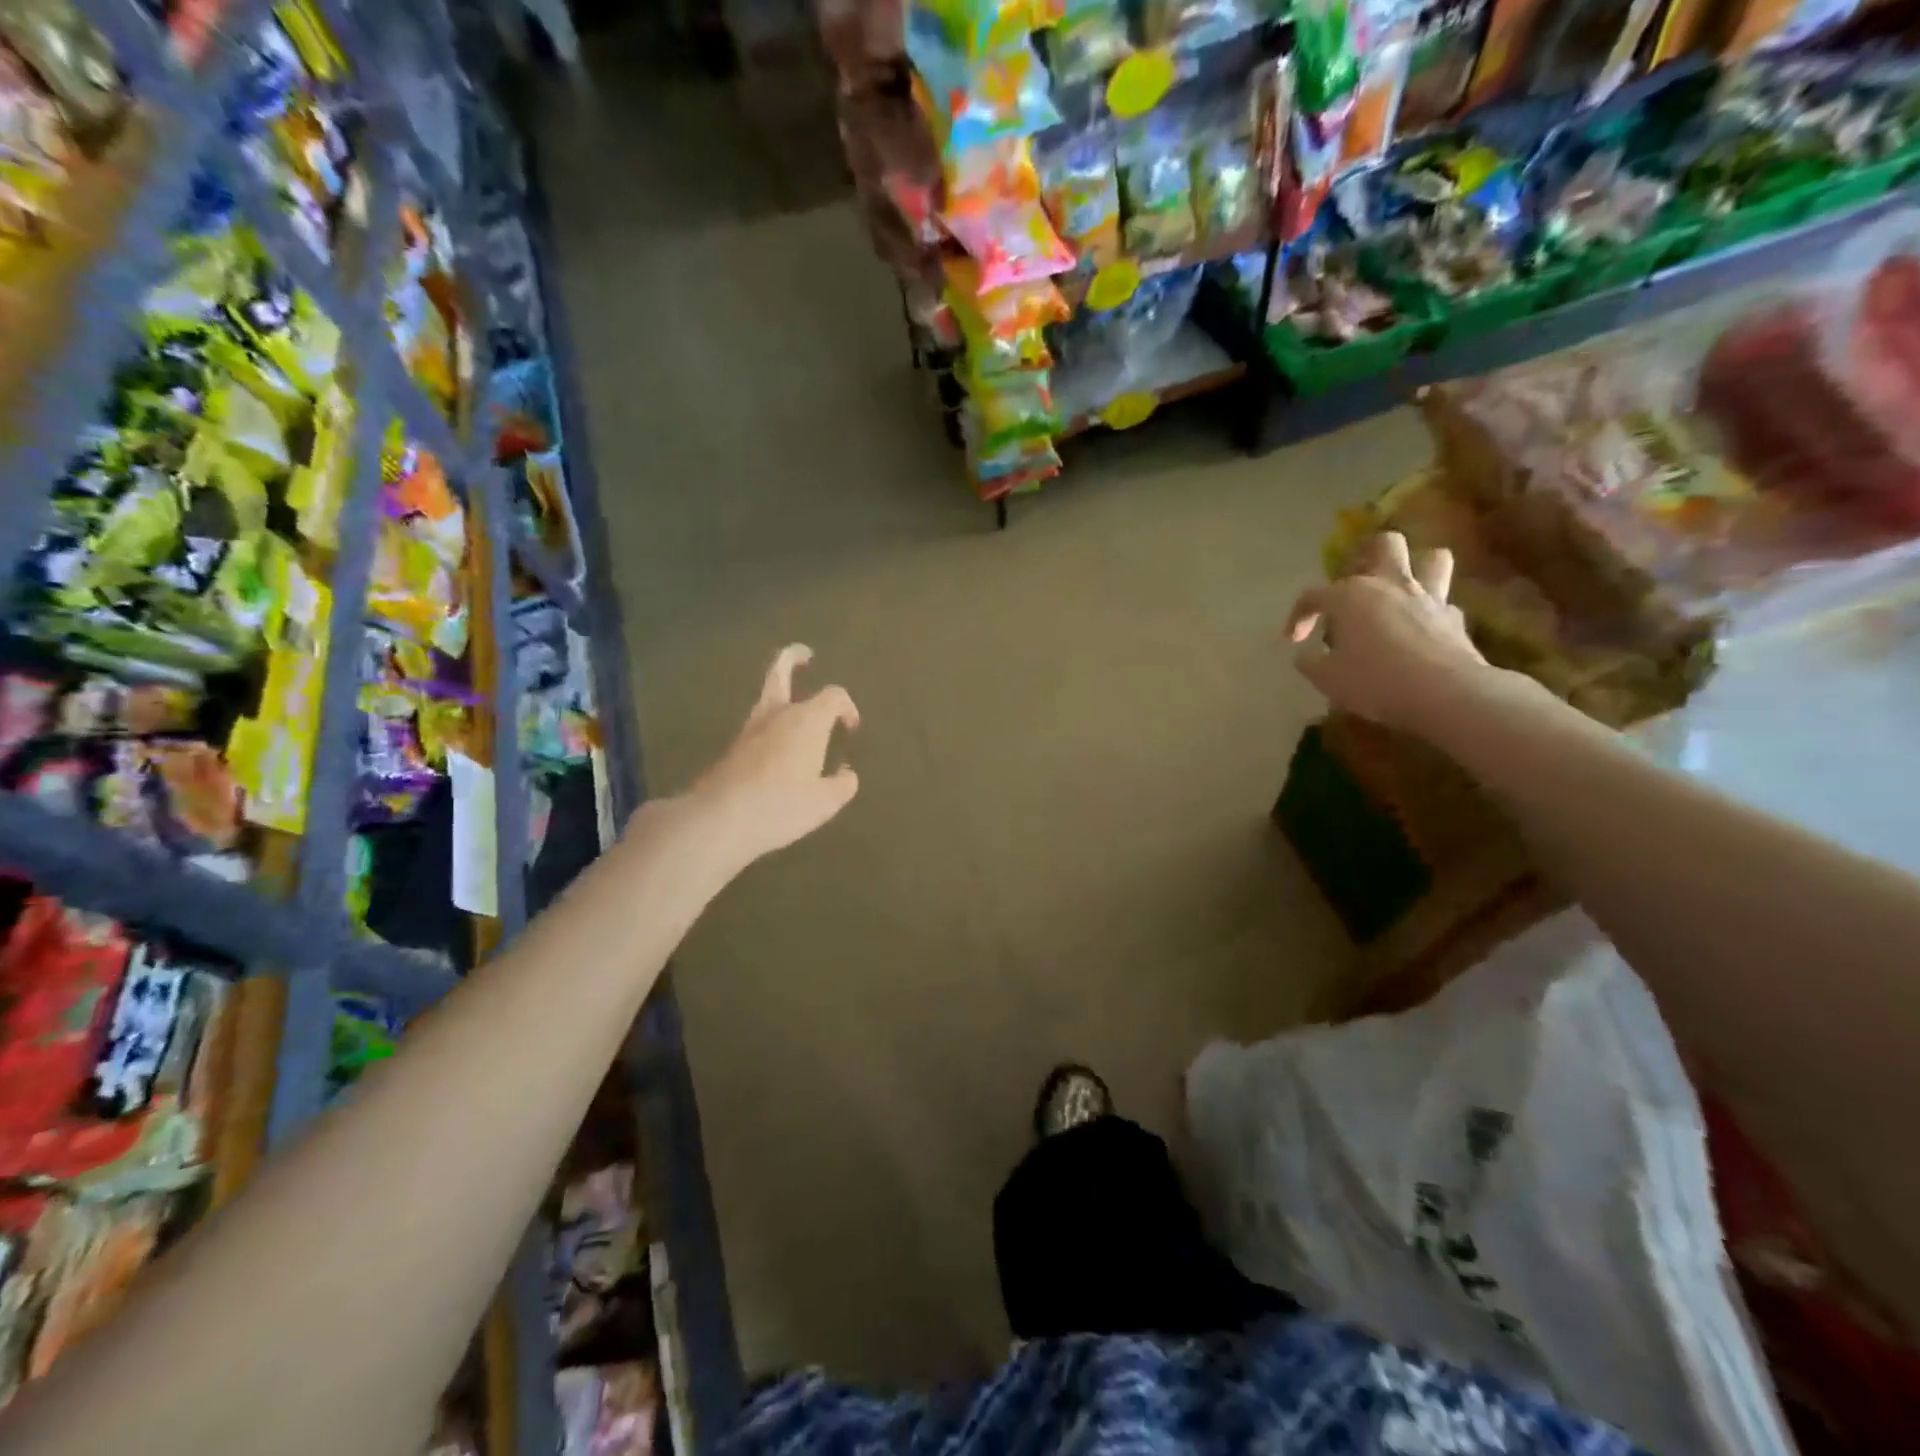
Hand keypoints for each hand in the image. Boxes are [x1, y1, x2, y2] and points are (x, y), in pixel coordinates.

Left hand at [685, 645, 859, 868]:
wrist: (720, 819)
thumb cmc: (781, 805)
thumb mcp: (825, 802)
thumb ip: (842, 784)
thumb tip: (847, 773)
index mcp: (807, 720)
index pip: (834, 695)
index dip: (847, 707)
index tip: (851, 728)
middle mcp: (777, 715)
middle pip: (781, 671)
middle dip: (793, 658)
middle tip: (805, 655)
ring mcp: (750, 730)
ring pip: (766, 698)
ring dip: (781, 694)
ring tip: (795, 706)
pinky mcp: (732, 749)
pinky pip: (758, 726)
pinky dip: (771, 726)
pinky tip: (780, 749)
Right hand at [1286, 532, 1493, 734]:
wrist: (1444, 694)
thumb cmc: (1374, 681)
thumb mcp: (1326, 678)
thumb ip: (1311, 662)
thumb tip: (1306, 655)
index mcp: (1351, 595)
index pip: (1314, 595)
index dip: (1299, 615)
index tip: (1294, 640)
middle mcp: (1390, 585)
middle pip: (1384, 545)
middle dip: (1367, 557)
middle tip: (1355, 586)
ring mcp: (1428, 598)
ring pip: (1431, 558)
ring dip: (1416, 568)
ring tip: (1399, 592)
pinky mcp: (1455, 619)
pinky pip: (1443, 603)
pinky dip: (1430, 612)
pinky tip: (1420, 631)